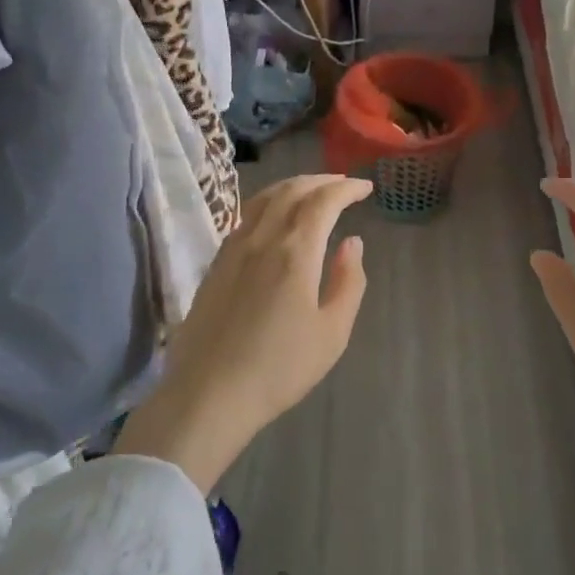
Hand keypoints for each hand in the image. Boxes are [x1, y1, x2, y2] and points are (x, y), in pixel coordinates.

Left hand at [117, 175, 372, 492]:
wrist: (209, 394)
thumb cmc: (280, 368)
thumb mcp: (332, 332)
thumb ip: (348, 281)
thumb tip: (352, 243)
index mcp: (295, 251)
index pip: (324, 201)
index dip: (346, 188)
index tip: (365, 187)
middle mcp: (262, 238)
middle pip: (291, 190)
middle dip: (321, 180)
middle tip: (343, 183)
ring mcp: (233, 248)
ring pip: (264, 198)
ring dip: (292, 186)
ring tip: (312, 191)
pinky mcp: (215, 263)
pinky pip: (246, 215)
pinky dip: (269, 202)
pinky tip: (275, 216)